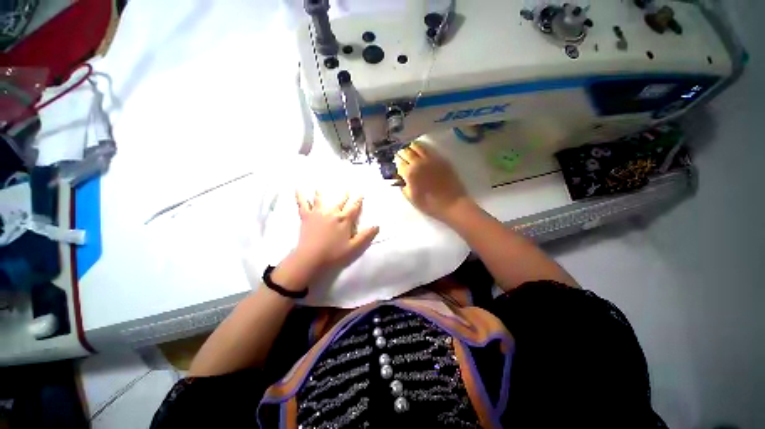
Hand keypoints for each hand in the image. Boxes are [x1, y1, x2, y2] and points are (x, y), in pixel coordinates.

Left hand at [293, 191, 378, 271]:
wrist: (310, 258)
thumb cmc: (333, 254)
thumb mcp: (353, 248)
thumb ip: (365, 236)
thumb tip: (377, 225)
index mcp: (344, 220)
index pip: (353, 207)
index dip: (358, 200)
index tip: (360, 193)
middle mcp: (332, 213)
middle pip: (340, 201)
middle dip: (344, 195)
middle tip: (346, 190)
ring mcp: (318, 213)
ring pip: (321, 199)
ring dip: (322, 193)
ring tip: (321, 187)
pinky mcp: (306, 216)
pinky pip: (302, 203)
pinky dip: (300, 195)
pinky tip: (298, 188)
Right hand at [397, 142, 470, 222]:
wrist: (452, 203)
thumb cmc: (429, 204)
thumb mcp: (411, 198)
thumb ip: (404, 187)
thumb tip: (401, 179)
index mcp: (410, 173)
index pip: (399, 163)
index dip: (396, 164)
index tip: (397, 166)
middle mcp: (418, 163)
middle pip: (406, 152)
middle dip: (402, 154)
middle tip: (401, 157)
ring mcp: (430, 159)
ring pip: (417, 147)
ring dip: (411, 148)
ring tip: (410, 151)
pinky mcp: (441, 159)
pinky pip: (429, 149)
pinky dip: (422, 149)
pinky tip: (422, 153)